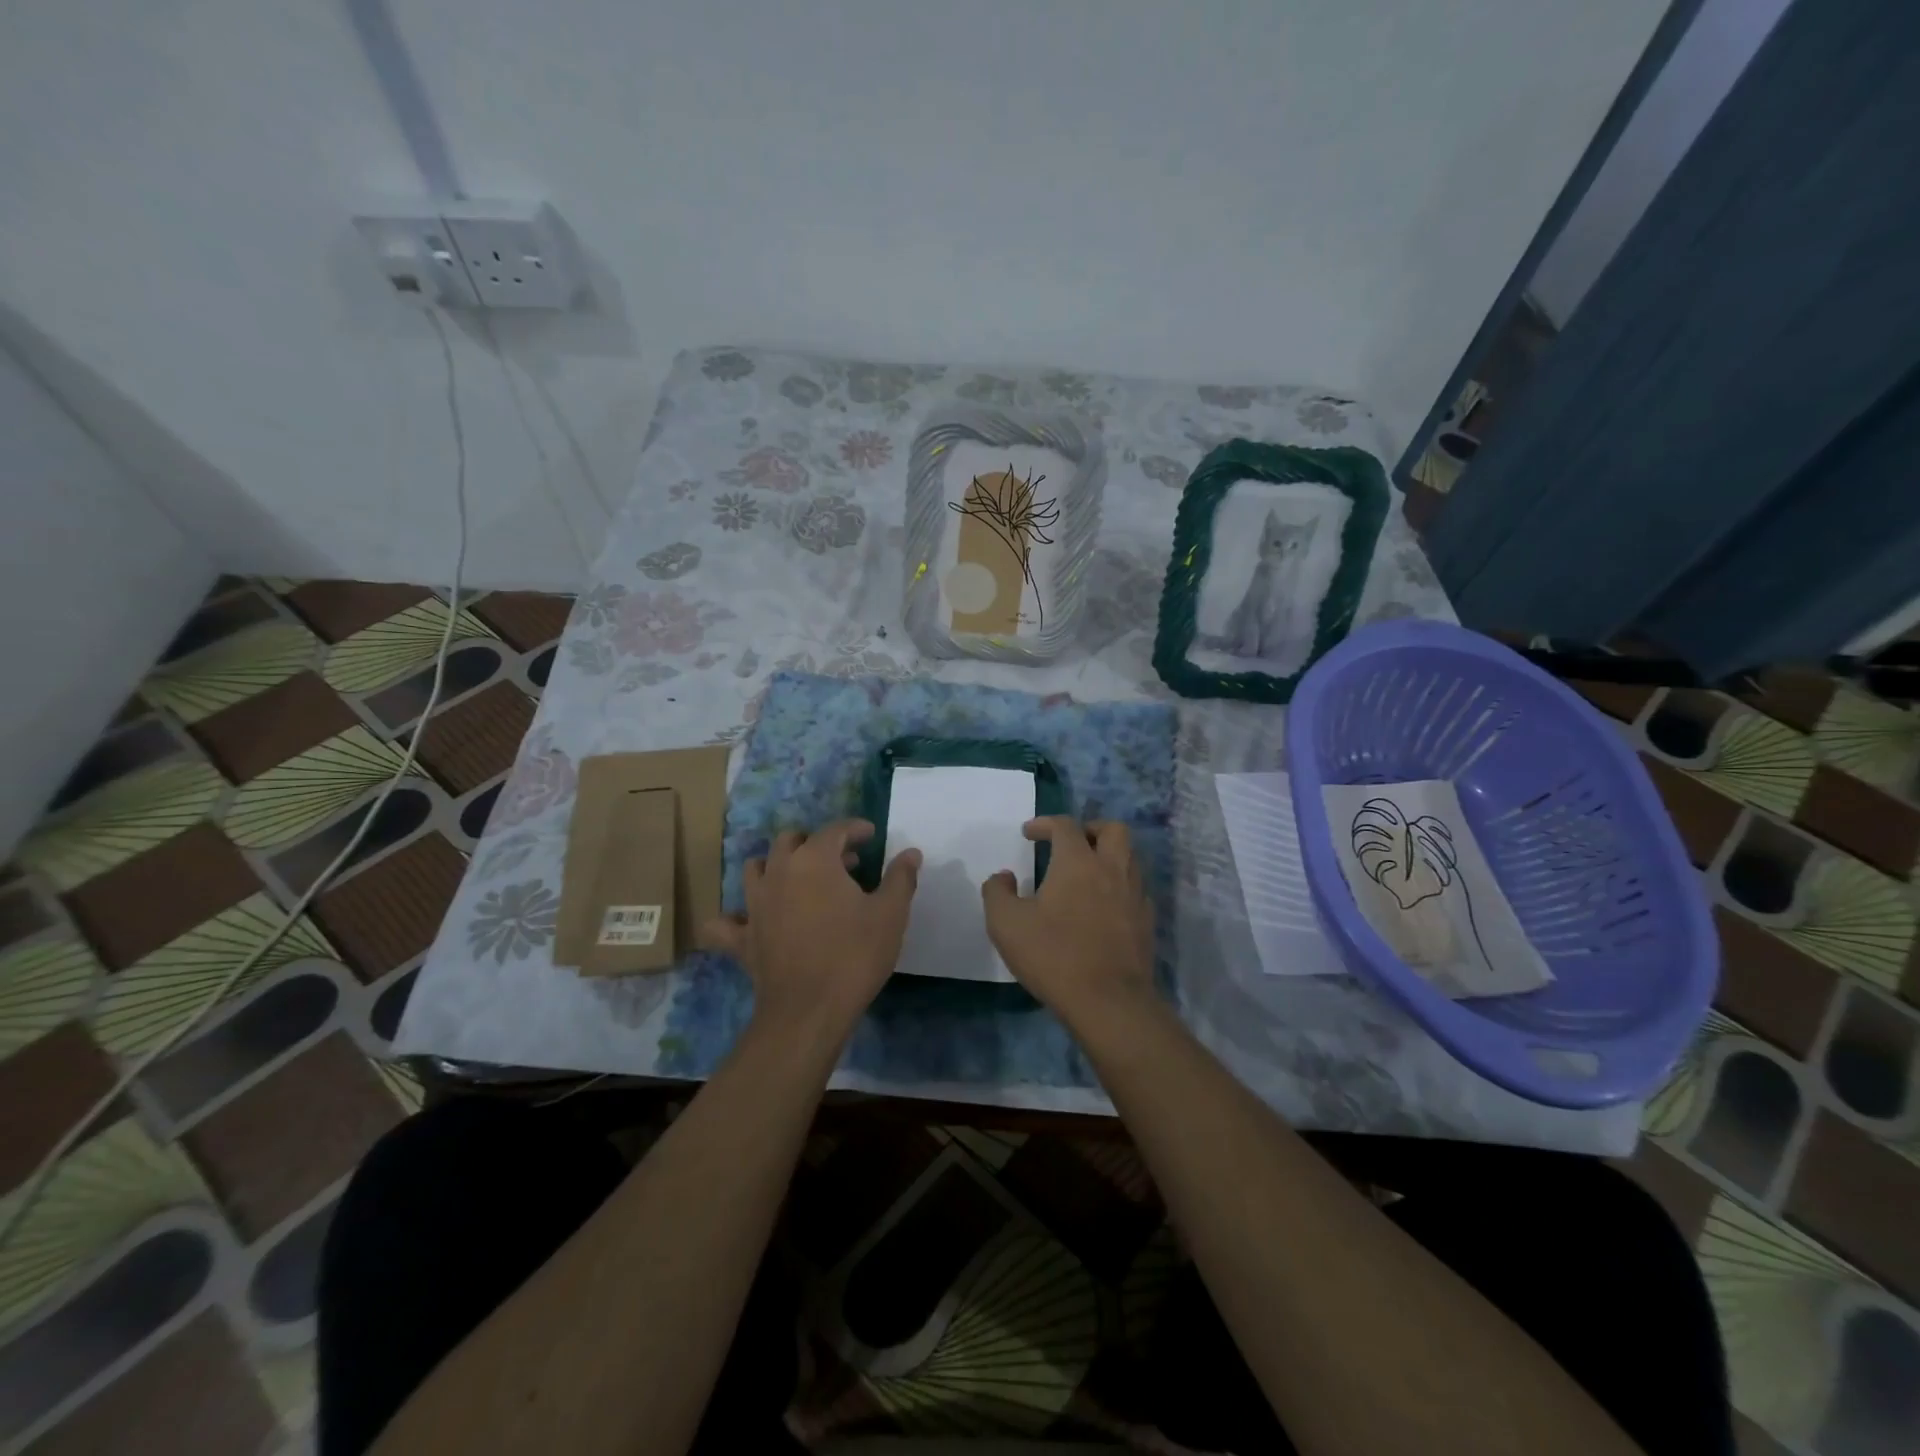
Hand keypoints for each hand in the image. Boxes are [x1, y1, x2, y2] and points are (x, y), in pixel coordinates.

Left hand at [701, 819, 919, 1037]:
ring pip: (756, 868)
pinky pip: (725, 922)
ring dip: (777, 865)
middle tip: (843, 862)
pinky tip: (748, 921)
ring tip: (799, 880)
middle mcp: (778, 872)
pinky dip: (734, 917)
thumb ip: (900, 878)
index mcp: (814, 860)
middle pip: (791, 840)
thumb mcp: (890, 914)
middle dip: (817, 843)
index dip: (855, 829)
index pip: (835, 830)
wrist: (809, 1010)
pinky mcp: (741, 938)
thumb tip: (911, 853)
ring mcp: (754, 904)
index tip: (871, 836)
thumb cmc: (855, 955)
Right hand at [981, 817, 1155, 1021]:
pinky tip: (1103, 905)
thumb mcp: (1005, 924)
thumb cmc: (1053, 955)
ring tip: (1087, 873)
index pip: (1065, 826)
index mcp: (1078, 861)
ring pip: (1130, 857)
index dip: (1045, 823)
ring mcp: (1135, 894)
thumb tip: (1003, 877)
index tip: (1028, 833)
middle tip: (1070, 844)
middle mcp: (1112, 868)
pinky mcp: (1146, 920)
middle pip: (1112, 829)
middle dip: (1089, 829)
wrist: (1108, 1001)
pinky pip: (1136, 888)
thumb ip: (997, 892)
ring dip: (1108, 855)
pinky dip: (1119, 885)